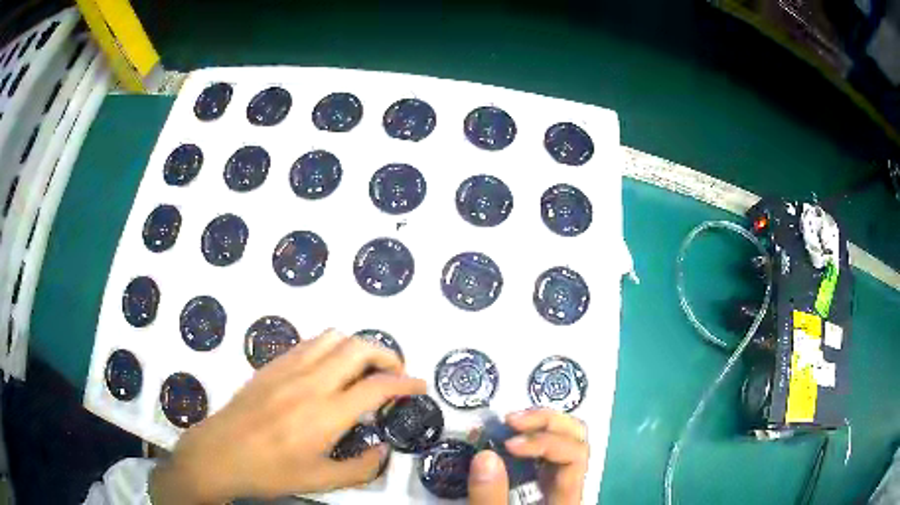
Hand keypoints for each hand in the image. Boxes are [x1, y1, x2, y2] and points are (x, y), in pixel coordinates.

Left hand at [149, 330, 425, 503]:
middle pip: (359, 348)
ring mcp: (288, 368)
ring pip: (333, 337)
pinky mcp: (272, 365)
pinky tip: (329, 367)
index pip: (377, 386)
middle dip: (387, 354)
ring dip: (357, 346)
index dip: (406, 383)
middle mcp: (311, 382)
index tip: (419, 386)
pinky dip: (330, 346)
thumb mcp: (320, 480)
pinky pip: (309, 342)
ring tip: (364, 367)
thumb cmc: (270, 471)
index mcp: (326, 414)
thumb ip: (360, 468)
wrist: (220, 453)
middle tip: (395, 373)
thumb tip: (383, 450)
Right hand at [468, 408, 588, 504]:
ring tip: (509, 423)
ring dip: (541, 424)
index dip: (547, 441)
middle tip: (511, 420)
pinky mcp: (542, 482)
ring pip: (567, 439)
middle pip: (578, 438)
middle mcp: (569, 483)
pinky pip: (546, 452)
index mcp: (567, 497)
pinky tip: (509, 438)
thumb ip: (491, 497)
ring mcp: (557, 481)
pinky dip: (531, 437)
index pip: (575, 455)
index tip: (509, 443)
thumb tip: (486, 455)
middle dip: (547, 421)